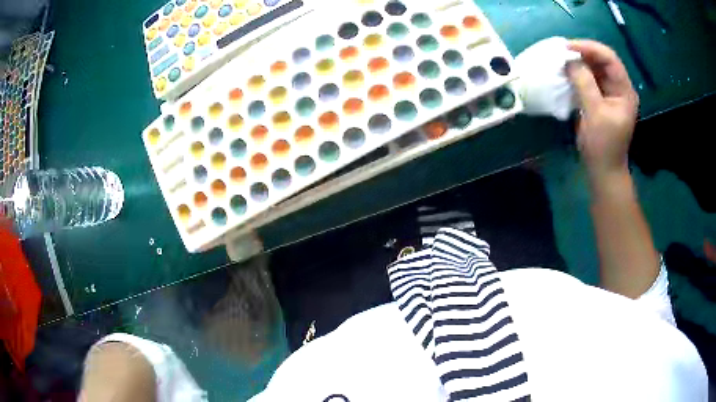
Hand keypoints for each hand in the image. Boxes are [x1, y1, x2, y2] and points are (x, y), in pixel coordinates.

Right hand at [566, 40, 638, 180]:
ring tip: (561, 60)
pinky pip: (589, 78)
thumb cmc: (603, 145)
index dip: (589, 48)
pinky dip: (577, 73)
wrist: (603, 170)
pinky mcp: (600, 98)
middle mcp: (619, 88)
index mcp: (624, 91)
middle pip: (602, 60)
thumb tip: (569, 60)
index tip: (567, 47)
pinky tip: (566, 72)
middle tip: (562, 52)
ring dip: (578, 62)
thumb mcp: (595, 113)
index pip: (609, 58)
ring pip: (594, 68)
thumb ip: (584, 84)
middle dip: (582, 53)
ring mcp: (610, 93)